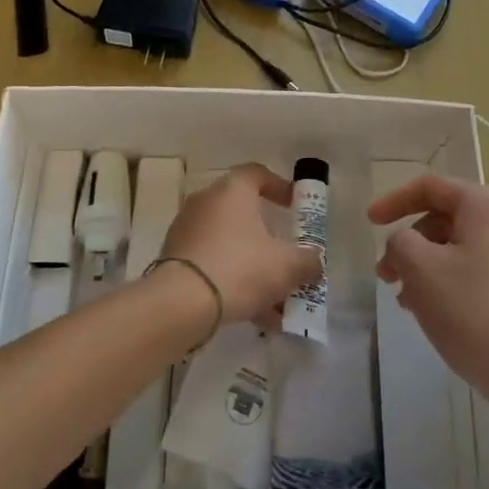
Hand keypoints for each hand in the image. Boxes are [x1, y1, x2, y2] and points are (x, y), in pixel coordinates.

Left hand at [158, 164, 320, 325]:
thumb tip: (314, 263)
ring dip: (254, 267)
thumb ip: (307, 262)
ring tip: (276, 302)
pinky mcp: (175, 259)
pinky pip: (213, 264)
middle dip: (269, 239)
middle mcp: (206, 202)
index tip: (294, 207)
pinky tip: (253, 314)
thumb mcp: (286, 265)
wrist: (180, 303)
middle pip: (244, 213)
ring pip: (229, 244)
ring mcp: (187, 231)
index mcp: (232, 190)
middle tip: (287, 259)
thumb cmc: (240, 268)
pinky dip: (233, 282)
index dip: (279, 187)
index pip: (257, 174)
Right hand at [369, 174, 488, 402]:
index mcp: (487, 206)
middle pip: (446, 218)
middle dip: (409, 243)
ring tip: (406, 301)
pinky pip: (480, 270)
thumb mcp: (420, 269)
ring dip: (426, 267)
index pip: (431, 187)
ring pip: (461, 248)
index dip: (394, 200)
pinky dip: (451, 281)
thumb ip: (400, 242)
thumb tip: (405, 244)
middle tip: (385, 275)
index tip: (369, 223)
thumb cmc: (473, 312)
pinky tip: (434, 313)